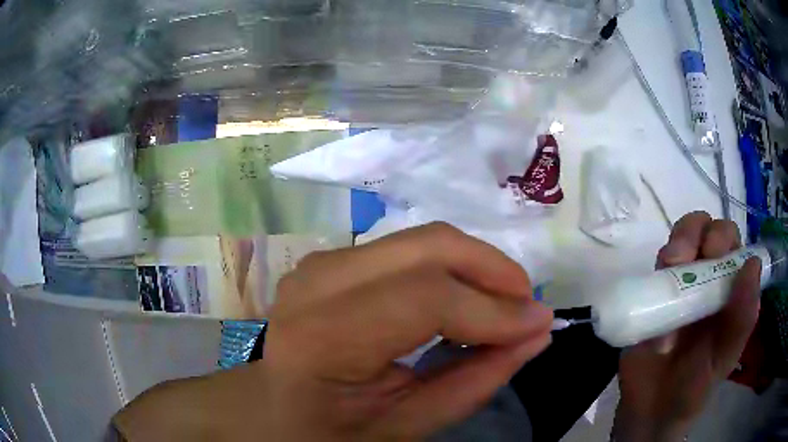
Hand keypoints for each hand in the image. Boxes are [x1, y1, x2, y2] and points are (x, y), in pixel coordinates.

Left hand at [114, 223, 552, 440]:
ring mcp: (322, 263)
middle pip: (428, 246)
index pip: (425, 298)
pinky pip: (409, 249)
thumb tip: (535, 333)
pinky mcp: (333, 260)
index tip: (537, 323)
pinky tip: (464, 300)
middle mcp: (319, 282)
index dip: (492, 309)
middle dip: (492, 269)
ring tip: (501, 305)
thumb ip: (474, 382)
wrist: (270, 408)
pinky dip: (450, 269)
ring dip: (475, 267)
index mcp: (324, 336)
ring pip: (424, 239)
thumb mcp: (405, 427)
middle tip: (525, 305)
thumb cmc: (327, 431)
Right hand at [614, 212, 760, 441]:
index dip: (724, 238)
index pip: (733, 242)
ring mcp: (680, 282)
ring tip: (671, 266)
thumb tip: (752, 264)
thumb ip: (743, 318)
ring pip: (682, 237)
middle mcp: (708, 277)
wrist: (652, 409)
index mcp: (730, 289)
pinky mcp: (654, 292)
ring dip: (679, 242)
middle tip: (687, 259)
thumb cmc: (695, 386)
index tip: (714, 255)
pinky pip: (656, 264)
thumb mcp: (724, 358)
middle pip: (706, 229)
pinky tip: (654, 291)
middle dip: (698, 234)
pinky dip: (657, 268)